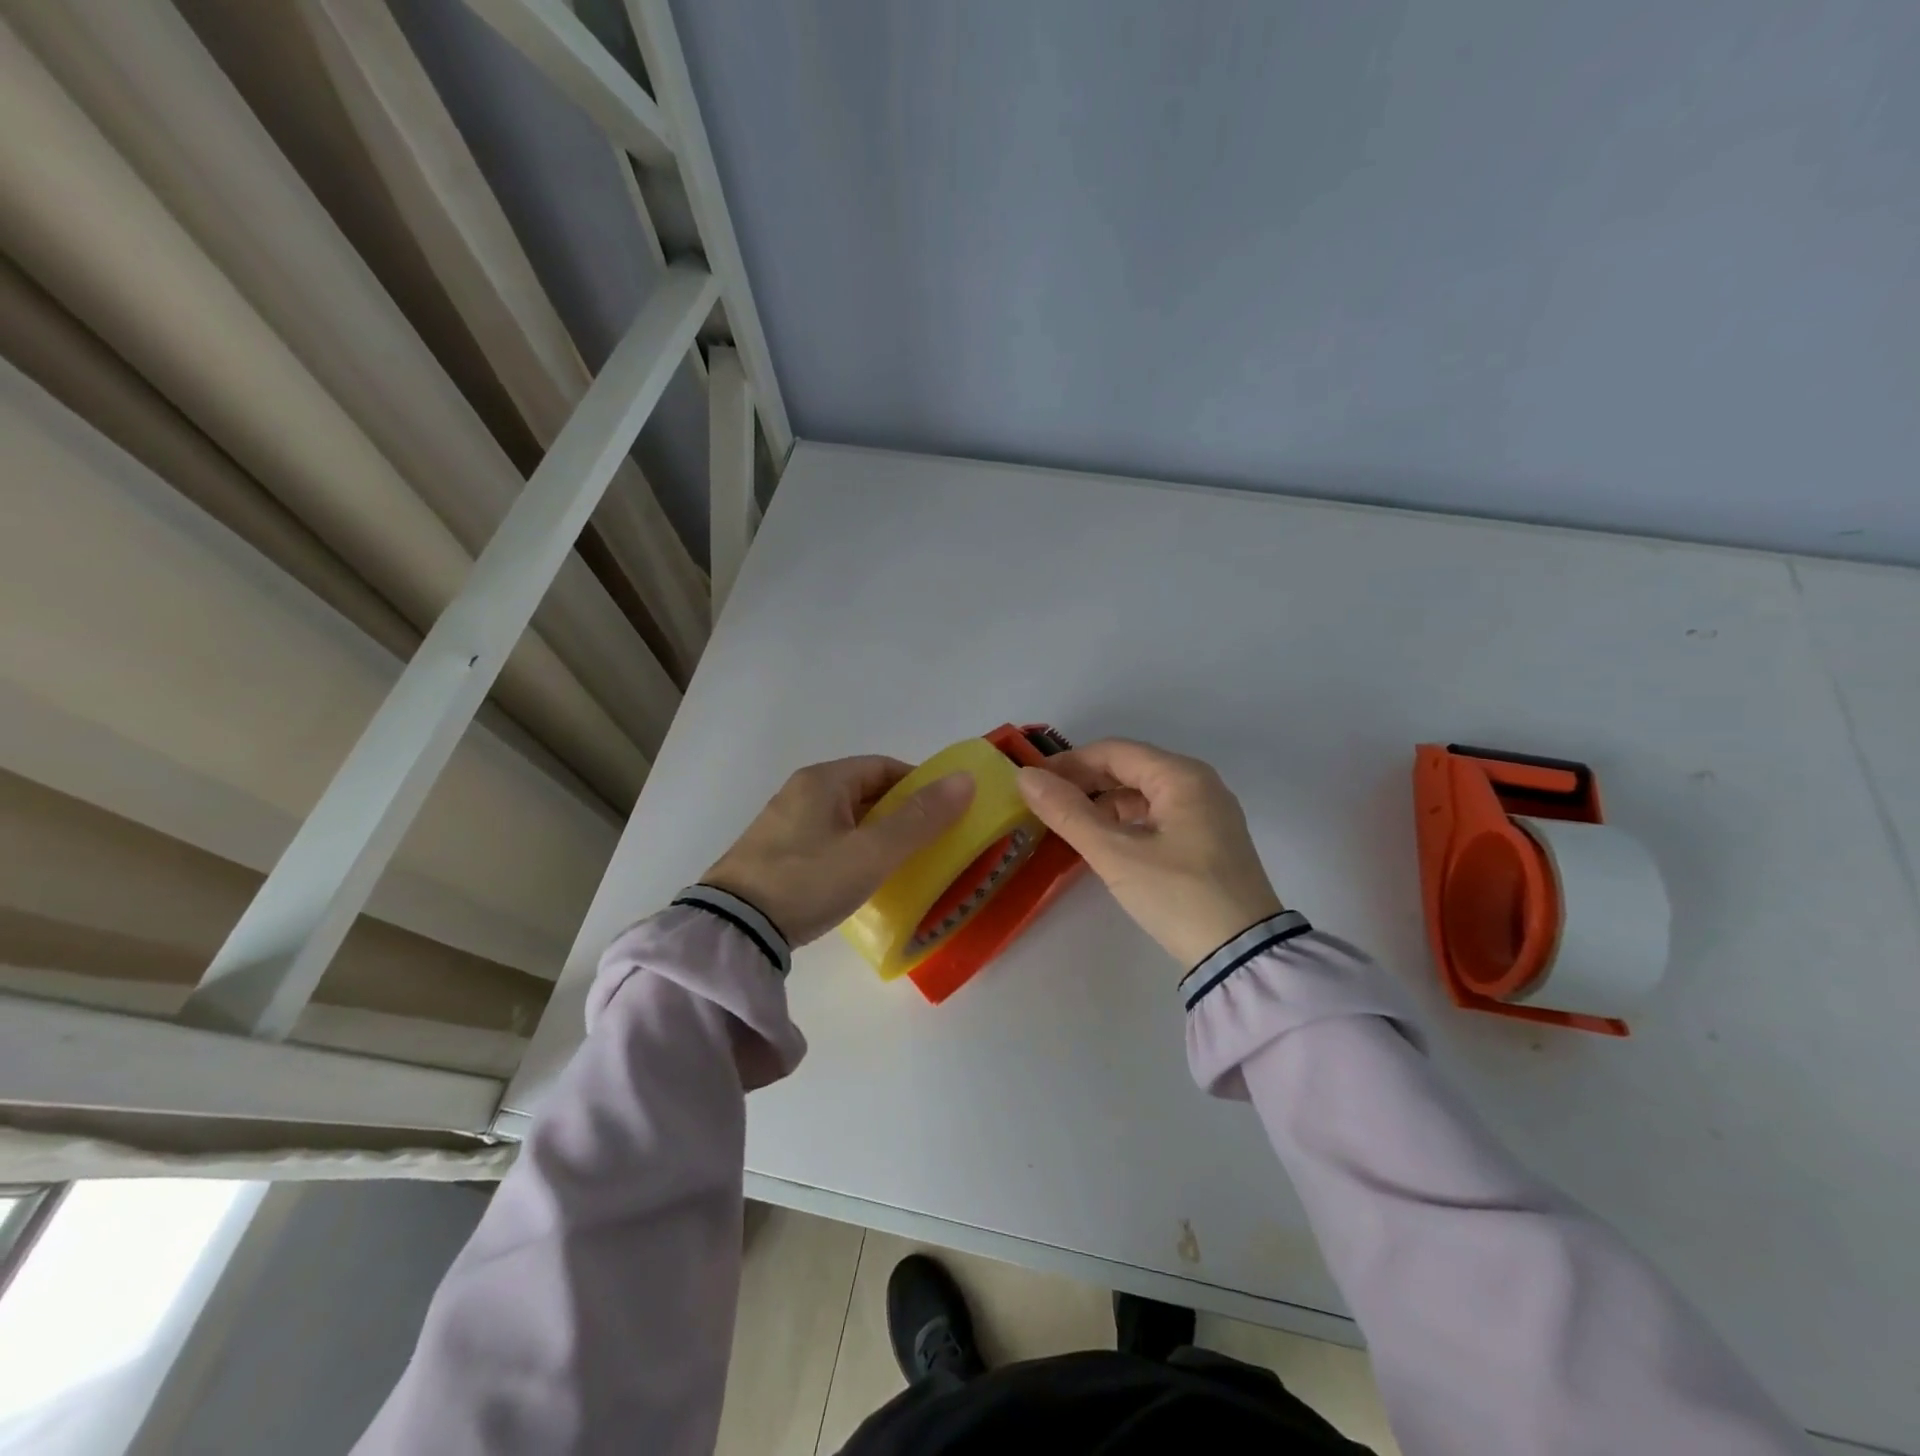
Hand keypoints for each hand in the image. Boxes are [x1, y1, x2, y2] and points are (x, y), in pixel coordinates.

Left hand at [704, 756, 975, 945]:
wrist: (733, 930)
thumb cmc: (808, 881)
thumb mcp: (871, 853)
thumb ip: (920, 819)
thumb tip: (965, 780)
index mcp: (823, 780)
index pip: (883, 767)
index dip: (919, 784)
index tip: (945, 812)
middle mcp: (801, 792)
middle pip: (865, 791)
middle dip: (900, 812)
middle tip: (930, 843)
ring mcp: (784, 823)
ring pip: (846, 818)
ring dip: (877, 834)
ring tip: (901, 864)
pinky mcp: (774, 853)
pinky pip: (827, 840)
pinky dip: (852, 850)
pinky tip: (861, 878)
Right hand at [1016, 738, 1283, 968]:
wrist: (1242, 956)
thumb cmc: (1178, 896)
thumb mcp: (1116, 855)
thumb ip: (1068, 813)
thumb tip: (1025, 778)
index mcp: (1182, 776)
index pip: (1114, 752)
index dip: (1068, 763)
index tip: (1032, 782)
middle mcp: (1198, 784)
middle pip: (1130, 768)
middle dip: (1085, 782)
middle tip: (1044, 803)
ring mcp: (1207, 813)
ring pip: (1143, 793)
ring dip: (1104, 802)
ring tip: (1068, 823)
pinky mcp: (1208, 840)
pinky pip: (1157, 815)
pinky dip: (1126, 821)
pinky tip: (1104, 840)